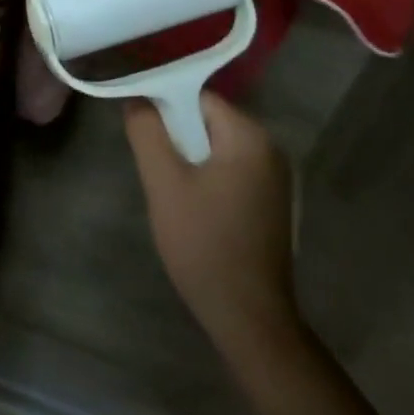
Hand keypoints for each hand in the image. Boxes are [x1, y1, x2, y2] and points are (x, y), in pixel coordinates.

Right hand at [127, 92, 300, 356]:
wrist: (248, 316)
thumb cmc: (204, 243)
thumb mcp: (164, 183)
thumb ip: (147, 133)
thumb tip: (137, 99)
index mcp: (250, 136)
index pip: (199, 98)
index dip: (165, 108)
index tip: (142, 132)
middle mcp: (271, 148)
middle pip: (209, 121)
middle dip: (177, 137)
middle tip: (155, 169)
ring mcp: (276, 178)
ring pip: (218, 148)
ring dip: (191, 160)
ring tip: (170, 191)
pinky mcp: (273, 203)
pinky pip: (232, 171)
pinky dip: (208, 178)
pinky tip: (194, 209)